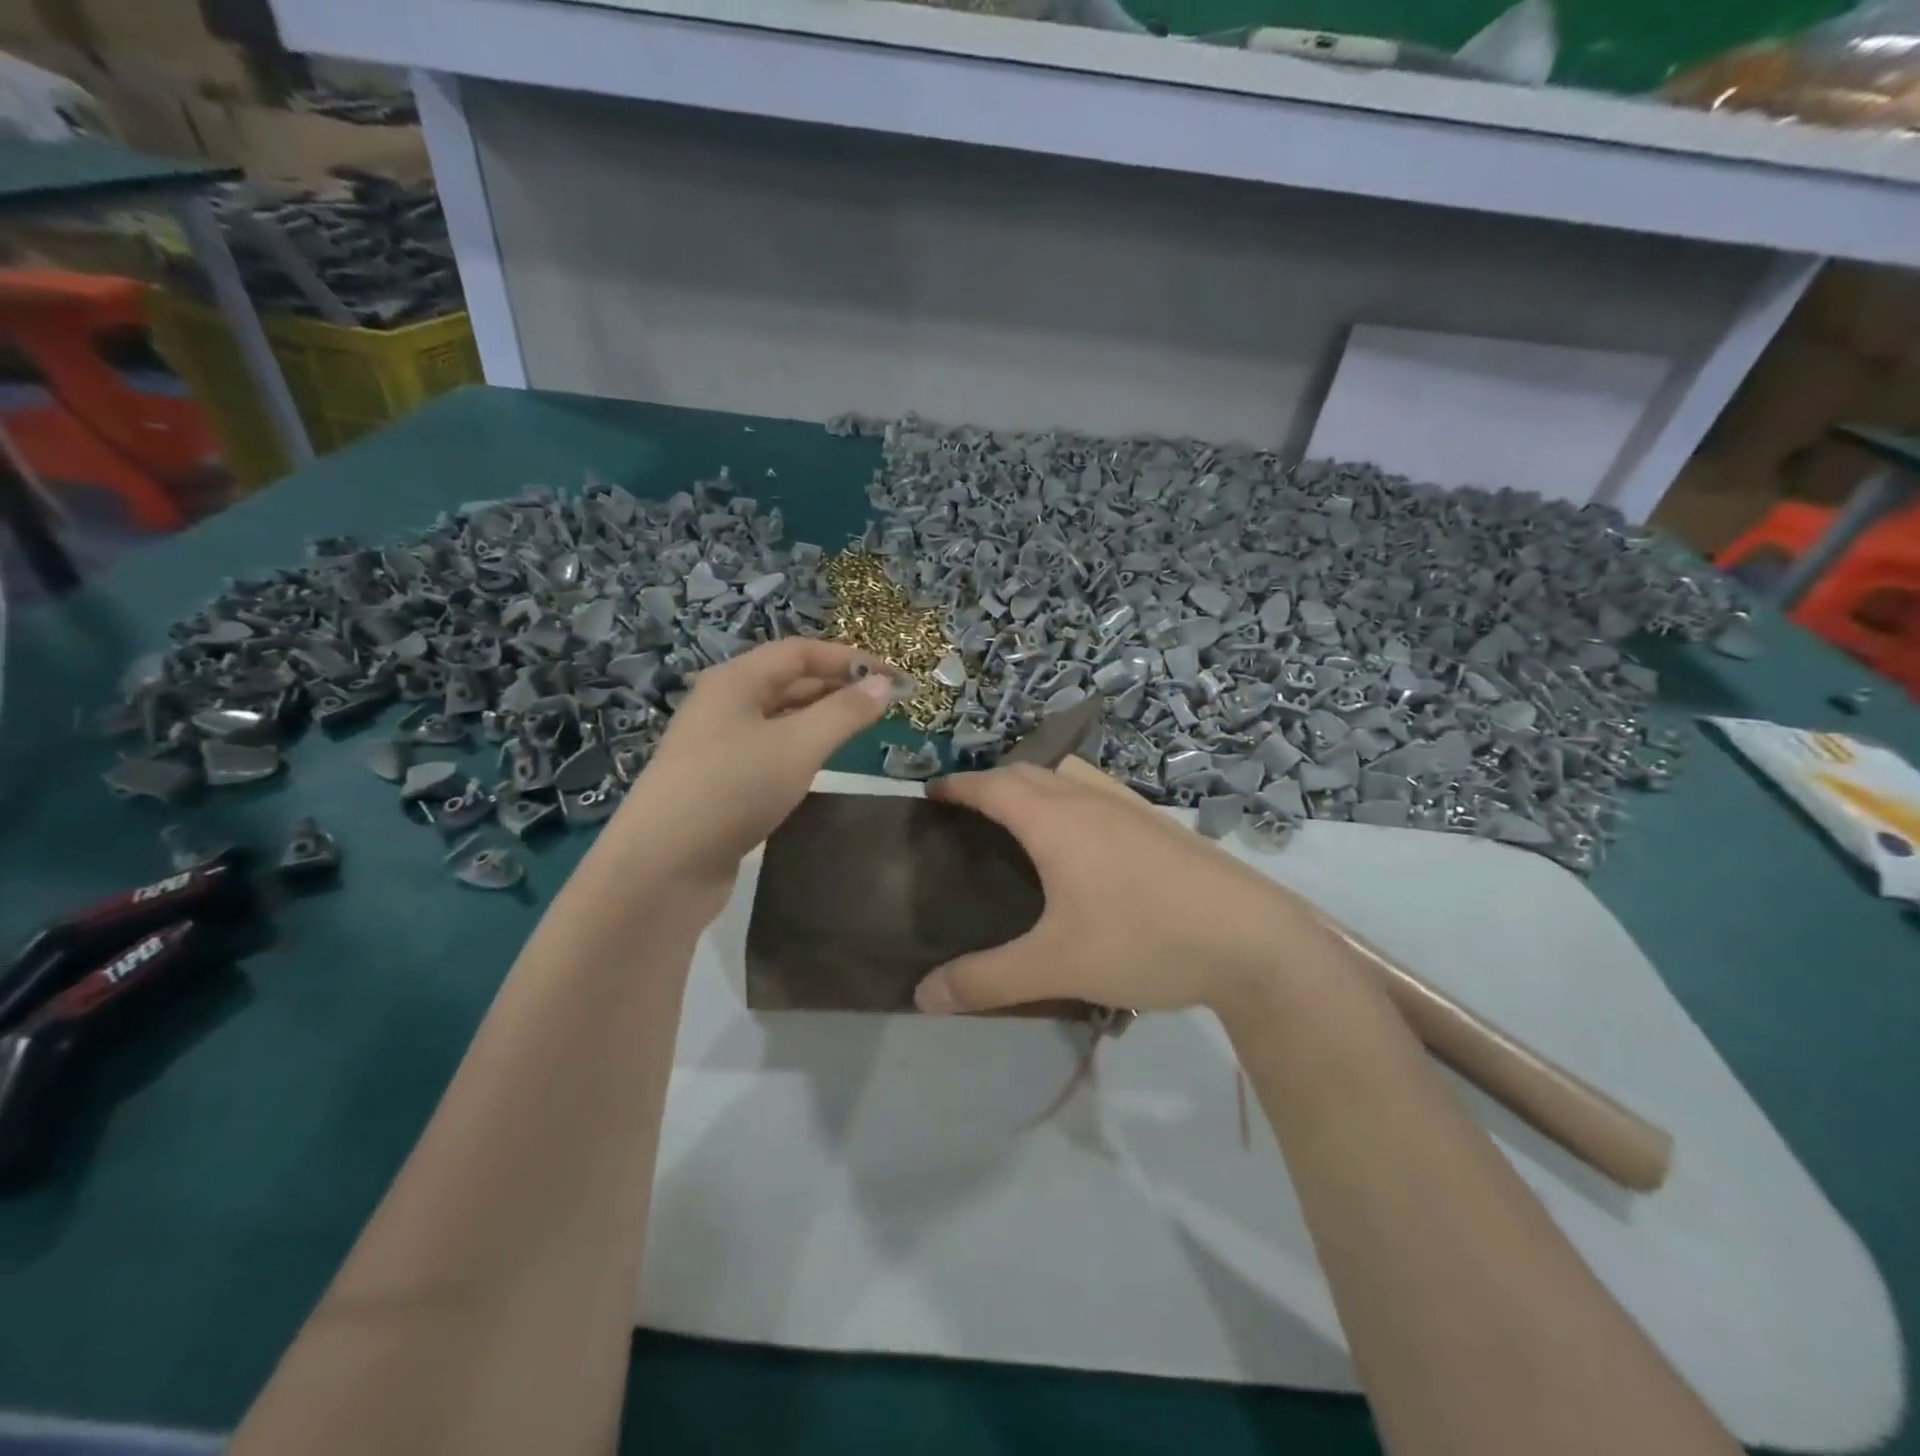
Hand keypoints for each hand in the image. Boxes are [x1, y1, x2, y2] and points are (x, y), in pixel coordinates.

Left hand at [616, 639, 894, 904]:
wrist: (663, 866)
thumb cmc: (734, 789)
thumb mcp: (798, 745)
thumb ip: (845, 712)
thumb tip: (885, 683)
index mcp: (735, 681)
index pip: (799, 652)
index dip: (848, 658)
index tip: (893, 677)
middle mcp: (723, 704)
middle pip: (788, 681)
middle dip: (837, 687)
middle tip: (885, 704)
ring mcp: (717, 744)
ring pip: (779, 718)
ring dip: (821, 718)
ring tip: (862, 729)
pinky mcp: (719, 781)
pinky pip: (769, 749)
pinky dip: (801, 747)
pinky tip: (821, 763)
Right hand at [913, 765, 1328, 1016]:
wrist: (1254, 941)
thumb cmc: (1145, 940)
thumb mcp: (1057, 966)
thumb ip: (986, 981)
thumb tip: (922, 996)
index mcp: (1056, 820)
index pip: (992, 785)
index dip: (957, 785)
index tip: (931, 795)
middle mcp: (1090, 800)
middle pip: (1028, 772)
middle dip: (991, 782)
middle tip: (967, 816)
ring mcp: (1131, 808)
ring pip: (1068, 778)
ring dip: (1034, 786)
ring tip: (1018, 824)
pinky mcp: (1160, 826)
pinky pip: (1097, 794)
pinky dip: (1070, 800)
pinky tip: (1082, 843)